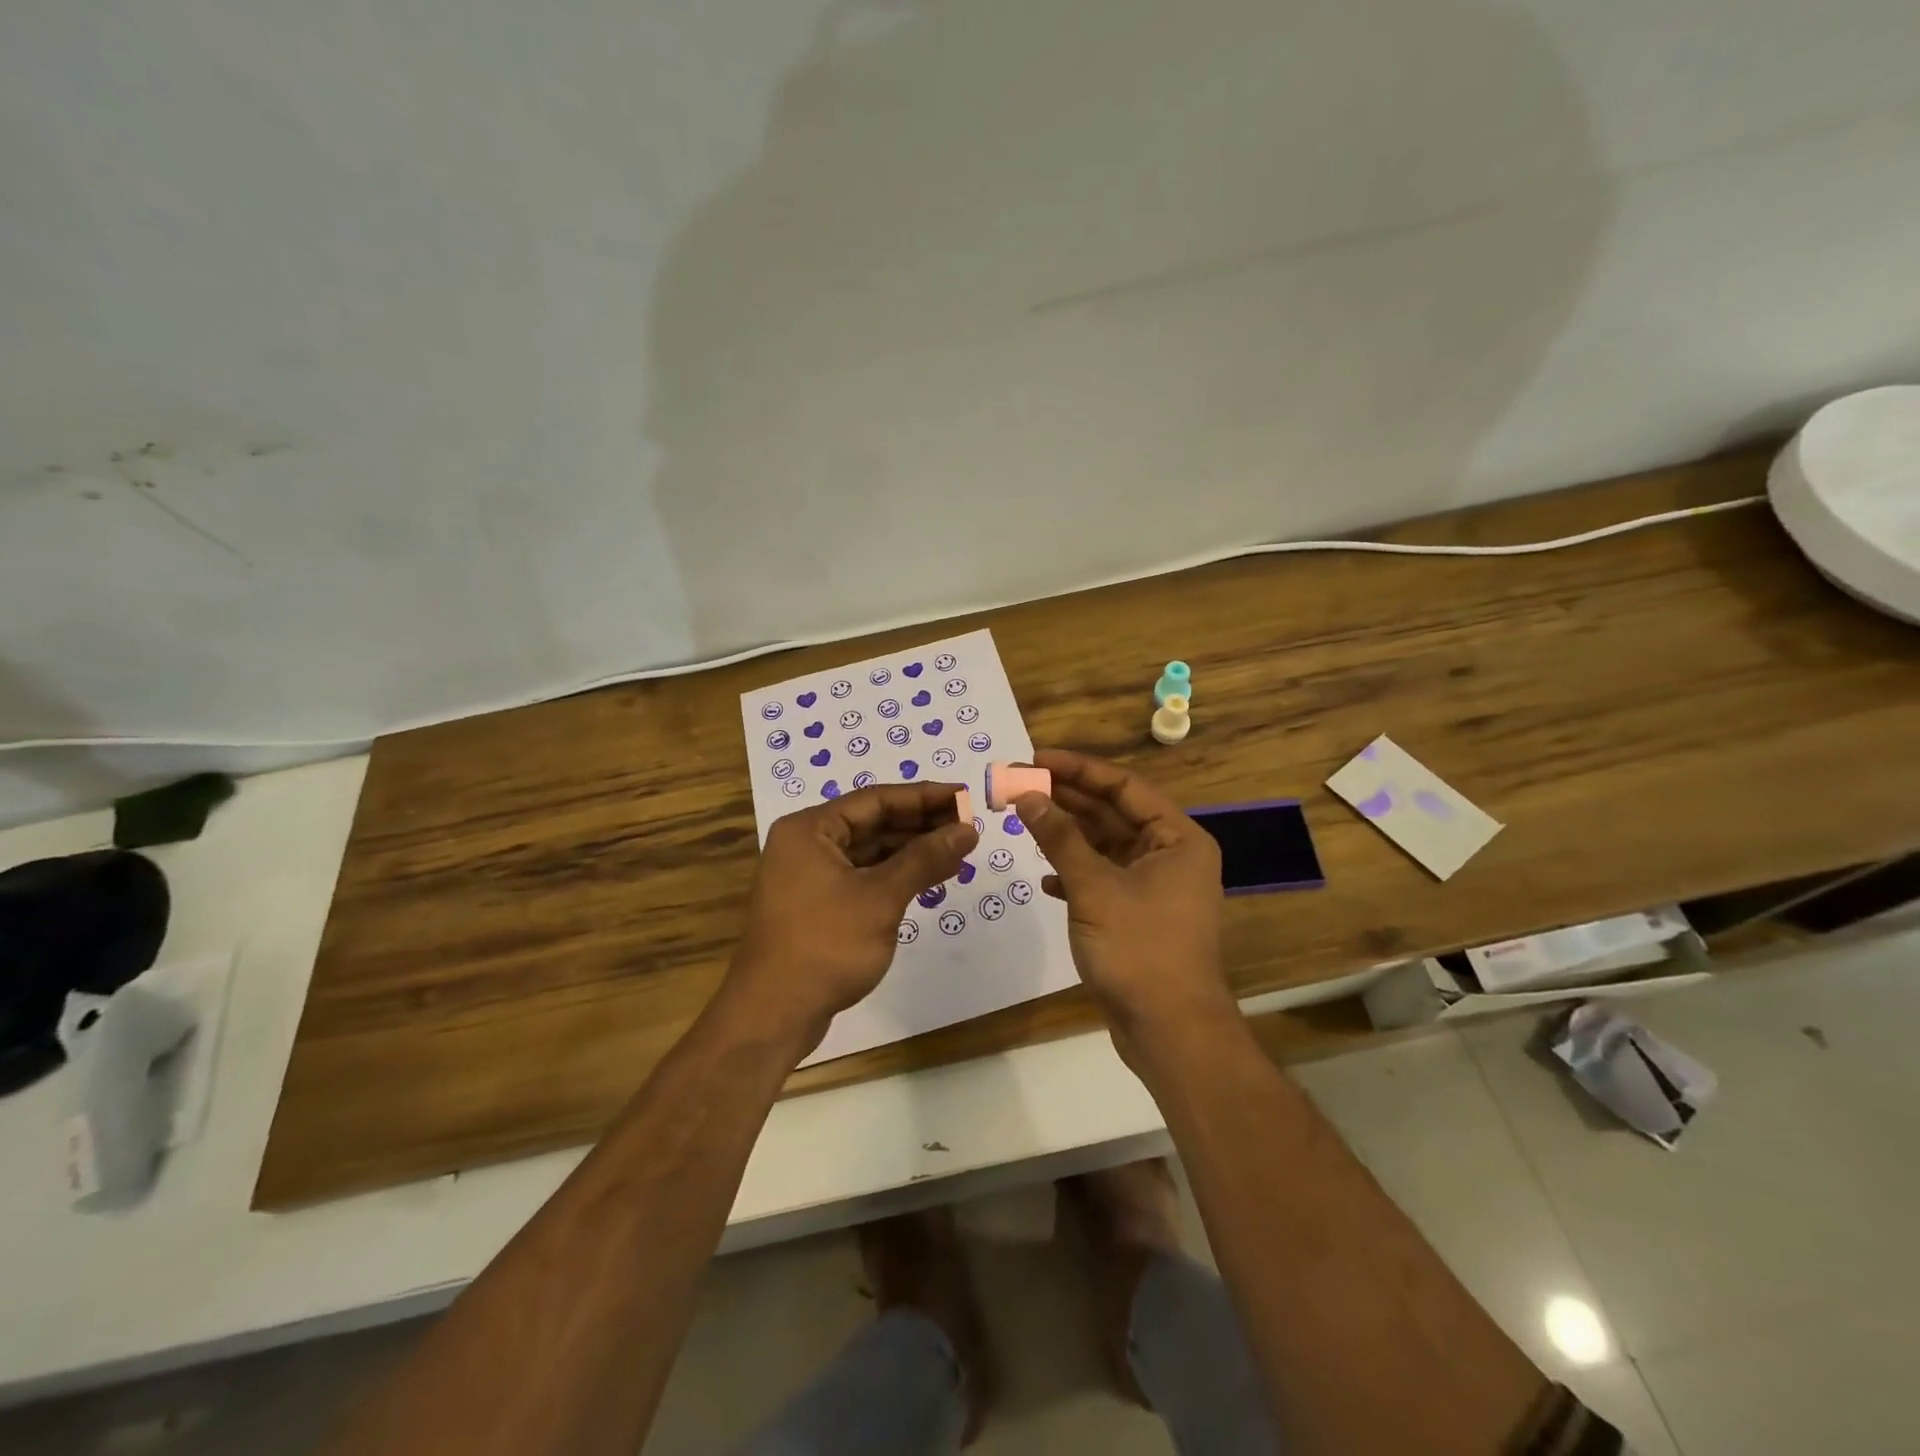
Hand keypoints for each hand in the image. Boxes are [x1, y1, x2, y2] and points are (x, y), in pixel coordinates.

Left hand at [728, 782, 977, 1047]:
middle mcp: (807, 844)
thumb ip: (924, 859)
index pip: (876, 800)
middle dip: (921, 824)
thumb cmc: (826, 945)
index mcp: (810, 829)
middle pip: (873, 822)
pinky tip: (929, 878)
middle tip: (968, 825)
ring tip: (957, 851)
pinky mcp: (818, 905)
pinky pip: (863, 876)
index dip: (924, 797)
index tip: (964, 797)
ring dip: (912, 851)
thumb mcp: (881, 897)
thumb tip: (967, 831)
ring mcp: (810, 876)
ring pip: (869, 851)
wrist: (774, 1014)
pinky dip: (895, 875)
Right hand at [1014, 750, 1235, 1053]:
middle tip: (1018, 783)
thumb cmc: (1139, 949)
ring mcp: (1155, 886)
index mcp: (1177, 838)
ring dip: (1066, 835)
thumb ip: (1060, 837)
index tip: (1035, 758)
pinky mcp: (1138, 914)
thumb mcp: (1094, 887)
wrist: (1170, 1031)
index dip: (1078, 769)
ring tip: (1023, 818)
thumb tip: (1027, 795)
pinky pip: (1103, 878)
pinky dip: (1075, 873)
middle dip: (1066, 798)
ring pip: (1105, 846)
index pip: (1123, 786)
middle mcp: (1170, 855)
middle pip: (1113, 812)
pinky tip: (1045, 877)